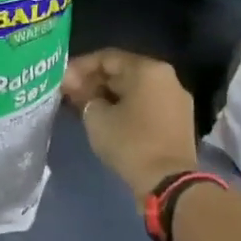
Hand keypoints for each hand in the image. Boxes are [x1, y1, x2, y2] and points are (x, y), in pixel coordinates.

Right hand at [62, 49, 198, 198]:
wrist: (169, 183)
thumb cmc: (130, 143)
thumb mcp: (96, 117)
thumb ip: (83, 95)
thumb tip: (75, 86)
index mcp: (147, 69)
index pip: (107, 58)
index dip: (80, 67)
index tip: (61, 80)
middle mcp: (166, 77)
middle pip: (123, 72)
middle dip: (94, 81)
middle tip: (70, 93)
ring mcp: (176, 99)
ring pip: (135, 89)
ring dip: (109, 95)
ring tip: (85, 106)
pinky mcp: (179, 120)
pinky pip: (146, 104)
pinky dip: (125, 107)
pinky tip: (106, 117)